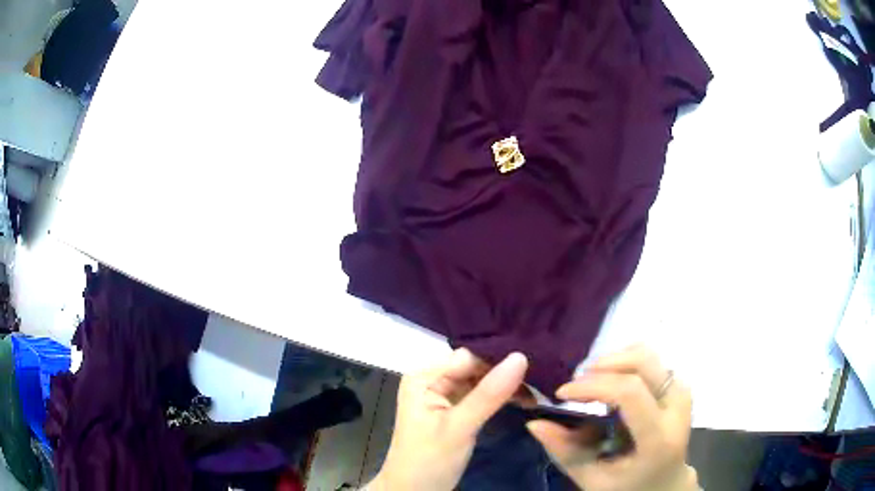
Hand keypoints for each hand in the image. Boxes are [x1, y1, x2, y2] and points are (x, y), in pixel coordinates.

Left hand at [369, 349, 527, 490]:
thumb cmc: (430, 460)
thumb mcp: (460, 427)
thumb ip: (489, 394)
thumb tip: (521, 356)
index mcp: (424, 376)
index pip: (469, 357)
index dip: (500, 359)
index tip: (536, 363)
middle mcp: (432, 379)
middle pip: (475, 367)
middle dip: (506, 373)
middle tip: (542, 378)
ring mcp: (443, 395)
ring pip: (481, 380)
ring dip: (506, 385)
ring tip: (538, 390)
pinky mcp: (454, 409)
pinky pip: (480, 395)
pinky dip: (500, 397)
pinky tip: (524, 398)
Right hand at [527, 345, 698, 490]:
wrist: (666, 484)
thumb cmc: (628, 487)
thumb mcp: (592, 480)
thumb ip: (565, 452)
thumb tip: (534, 423)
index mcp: (658, 439)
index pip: (630, 393)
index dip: (593, 385)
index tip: (562, 393)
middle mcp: (677, 409)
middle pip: (644, 364)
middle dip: (604, 365)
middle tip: (577, 382)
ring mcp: (682, 394)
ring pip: (650, 356)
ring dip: (616, 360)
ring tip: (592, 379)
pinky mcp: (680, 387)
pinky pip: (653, 361)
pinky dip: (627, 362)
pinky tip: (612, 378)